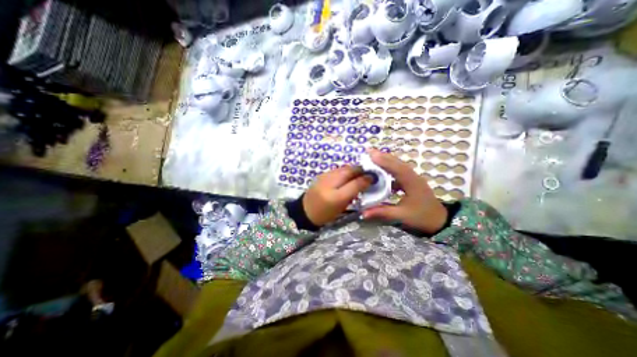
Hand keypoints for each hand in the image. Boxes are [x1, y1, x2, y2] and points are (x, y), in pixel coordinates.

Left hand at [303, 165, 374, 224]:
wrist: (305, 211)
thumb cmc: (325, 213)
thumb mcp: (341, 206)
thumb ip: (353, 193)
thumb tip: (365, 181)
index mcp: (336, 196)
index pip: (355, 182)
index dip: (366, 178)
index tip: (373, 177)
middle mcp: (330, 183)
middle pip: (349, 171)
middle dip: (360, 170)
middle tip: (367, 174)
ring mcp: (324, 176)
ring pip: (343, 168)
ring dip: (353, 170)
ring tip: (358, 174)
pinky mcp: (321, 175)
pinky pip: (337, 170)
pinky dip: (344, 171)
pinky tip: (346, 176)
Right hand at [364, 149, 446, 235]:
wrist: (441, 221)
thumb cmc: (422, 217)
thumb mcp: (402, 216)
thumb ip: (382, 212)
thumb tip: (363, 213)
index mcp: (412, 183)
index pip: (397, 168)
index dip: (384, 161)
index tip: (371, 155)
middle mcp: (413, 177)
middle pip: (397, 163)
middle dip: (383, 156)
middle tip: (368, 151)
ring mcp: (413, 178)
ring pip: (398, 165)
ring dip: (386, 160)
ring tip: (373, 157)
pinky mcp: (411, 181)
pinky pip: (399, 171)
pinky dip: (389, 168)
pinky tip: (381, 171)